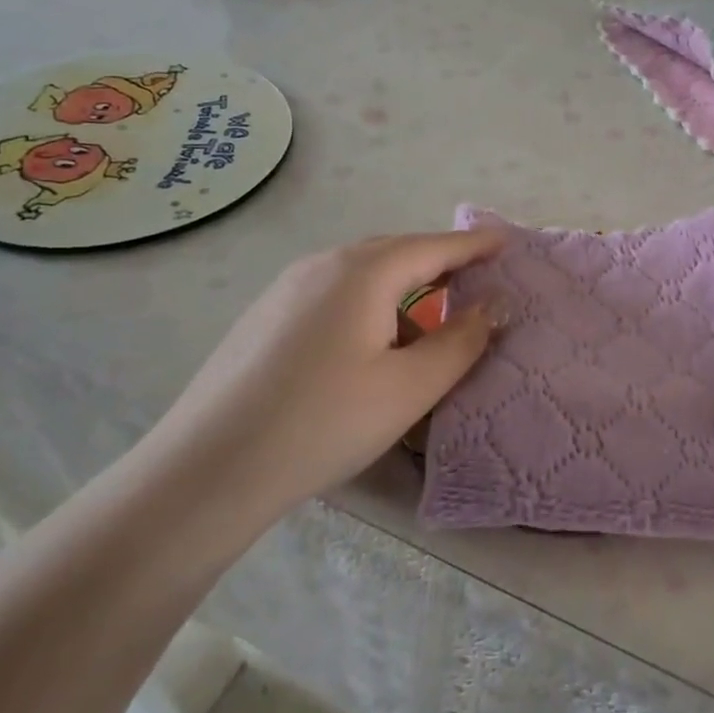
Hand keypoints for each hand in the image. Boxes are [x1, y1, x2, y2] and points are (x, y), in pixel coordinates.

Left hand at [152, 231, 503, 515]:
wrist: (206, 470)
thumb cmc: (323, 423)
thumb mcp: (410, 388)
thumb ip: (460, 341)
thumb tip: (493, 305)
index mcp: (363, 272)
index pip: (434, 247)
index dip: (475, 246)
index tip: (507, 242)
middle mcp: (322, 265)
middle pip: (396, 253)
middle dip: (439, 263)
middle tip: (475, 278)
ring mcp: (286, 289)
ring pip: (361, 276)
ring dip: (402, 289)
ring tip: (426, 324)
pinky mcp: (264, 317)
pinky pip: (333, 295)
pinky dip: (368, 305)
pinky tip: (368, 348)